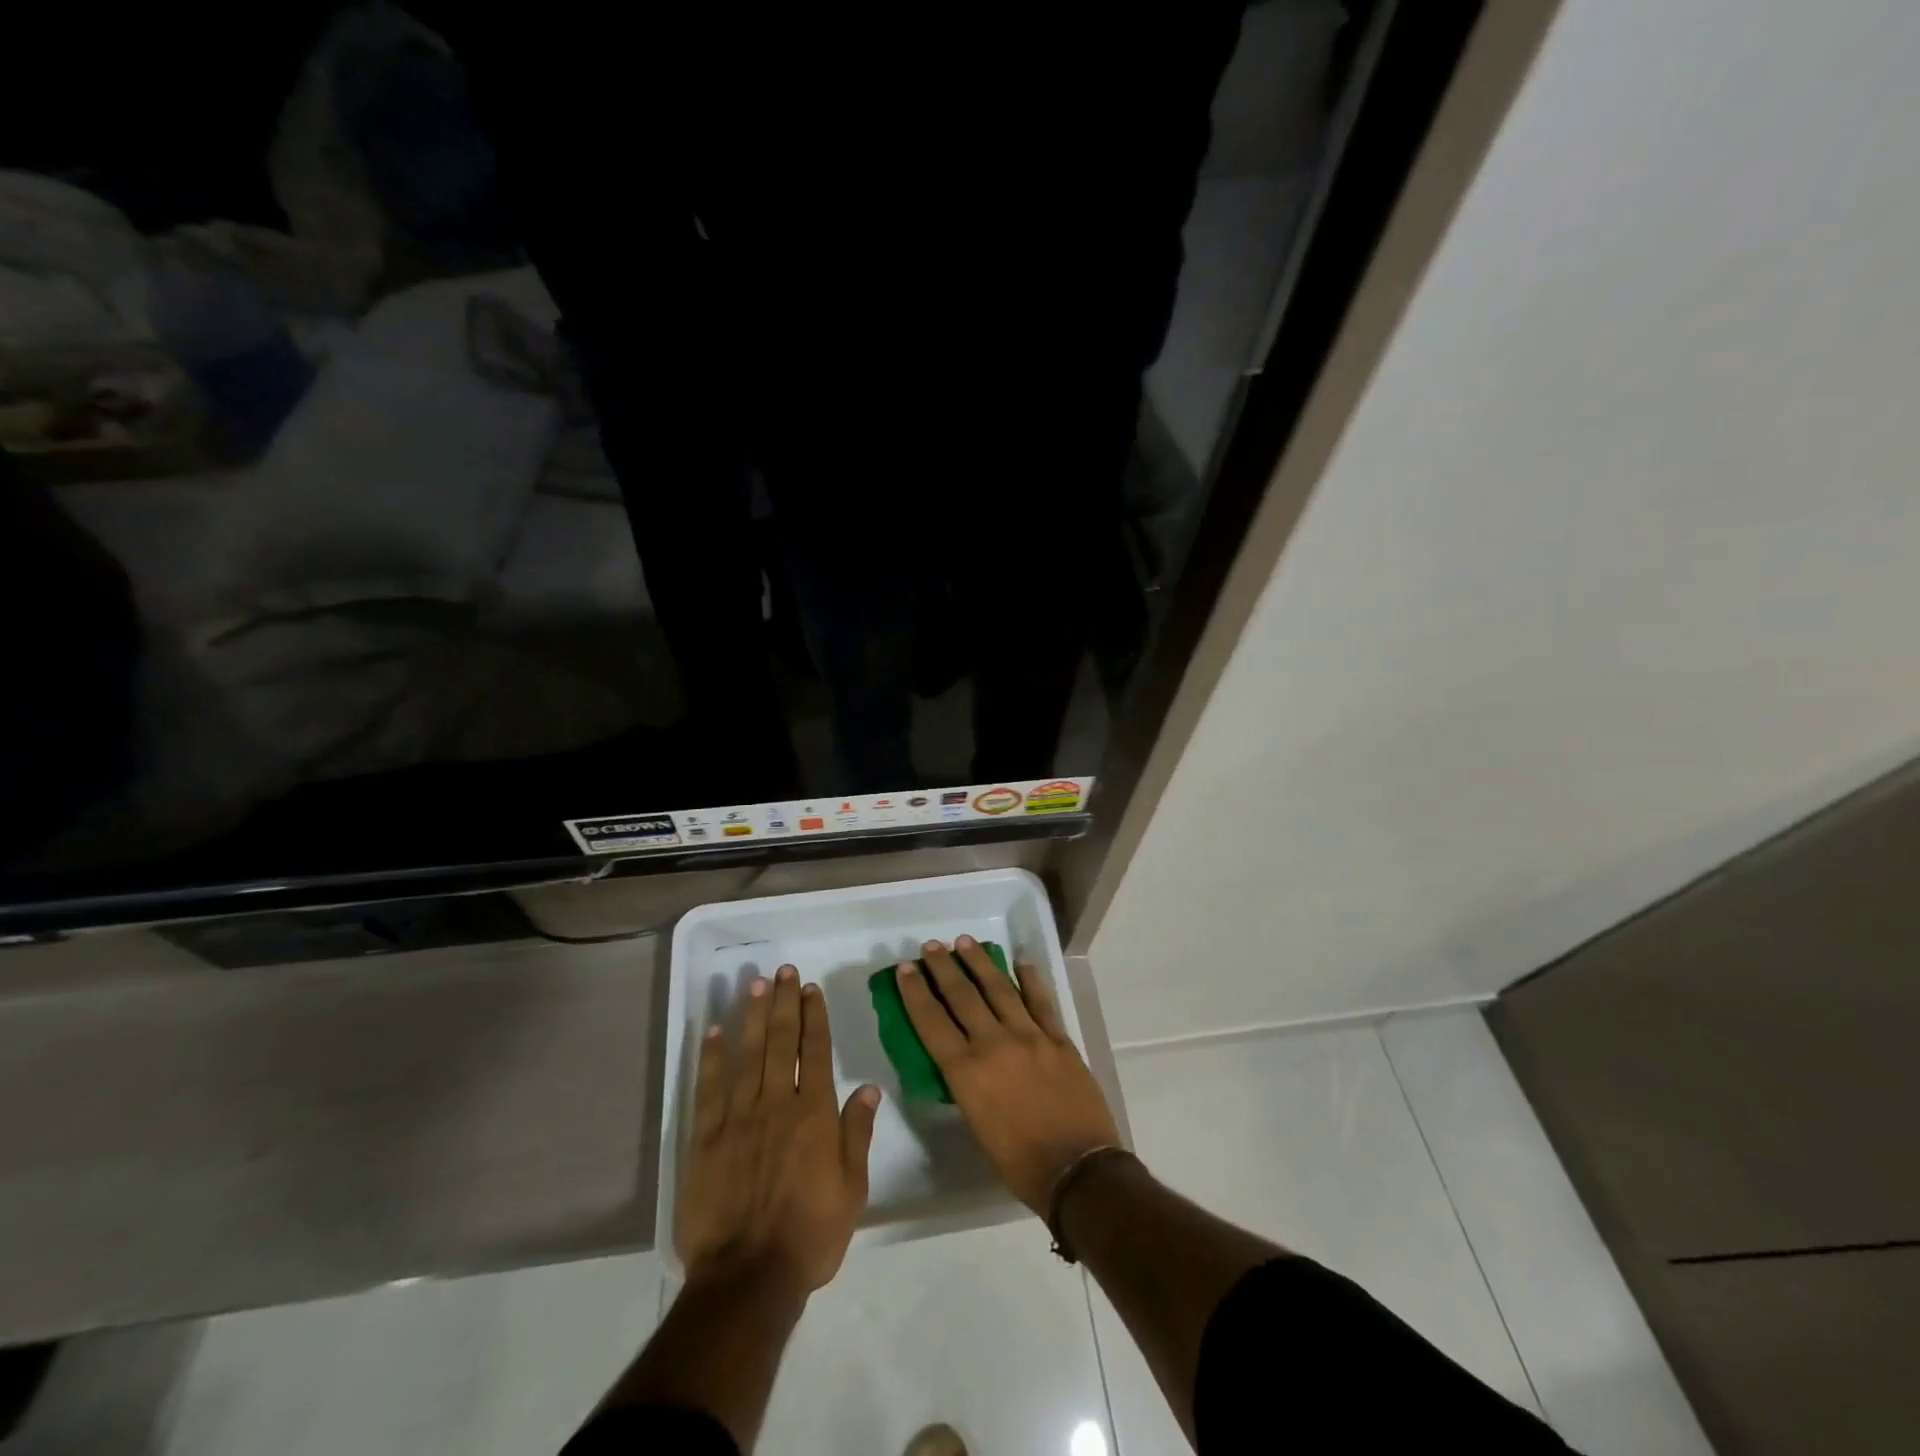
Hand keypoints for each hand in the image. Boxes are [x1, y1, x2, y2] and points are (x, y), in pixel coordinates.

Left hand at [677, 964, 880, 1293]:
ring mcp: (739, 1118)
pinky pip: (709, 1088)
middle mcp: (777, 1104)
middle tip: (783, 970)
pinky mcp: (706, 1138)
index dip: (813, 1016)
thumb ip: (857, 1133)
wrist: (748, 1279)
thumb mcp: (852, 1189)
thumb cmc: (809, 1236)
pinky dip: (712, 1057)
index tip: (810, 988)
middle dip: (784, 1003)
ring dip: (753, 1016)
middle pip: (782, 1042)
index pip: (816, 1051)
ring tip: (755, 984)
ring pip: (748, 1055)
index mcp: (815, 1114)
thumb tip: (869, 1087)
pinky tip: (714, 1030)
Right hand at [896, 936, 1120, 1213]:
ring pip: (1000, 989)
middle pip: (963, 996)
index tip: (905, 968)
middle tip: (932, 946)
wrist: (1078, 1171)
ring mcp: (1030, 1036)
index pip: (932, 1022)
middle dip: (943, 968)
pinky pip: (1041, 1001)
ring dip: (980, 963)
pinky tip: (1022, 962)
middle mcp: (994, 1044)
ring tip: (965, 942)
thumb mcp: (976, 1127)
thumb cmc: (1019, 1163)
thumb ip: (966, 1086)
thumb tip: (962, 1061)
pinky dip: (1031, 980)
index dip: (916, 992)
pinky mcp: (1059, 1039)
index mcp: (967, 1072)